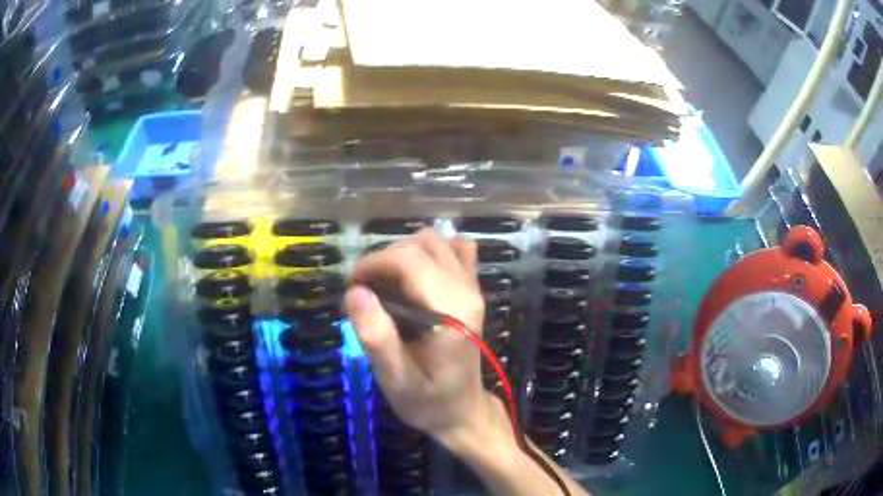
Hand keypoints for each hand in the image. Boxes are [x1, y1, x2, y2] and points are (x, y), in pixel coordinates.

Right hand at [343, 230, 498, 445]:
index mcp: (451, 311)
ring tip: (385, 284)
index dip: (373, 263)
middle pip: (421, 243)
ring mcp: (473, 287)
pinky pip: (454, 251)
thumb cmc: (428, 401)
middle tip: (365, 290)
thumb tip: (355, 291)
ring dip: (403, 254)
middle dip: (384, 258)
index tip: (352, 286)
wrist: (463, 411)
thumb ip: (377, 337)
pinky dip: (429, 253)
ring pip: (436, 241)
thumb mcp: (395, 380)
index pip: (409, 259)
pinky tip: (414, 277)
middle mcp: (467, 291)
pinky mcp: (471, 289)